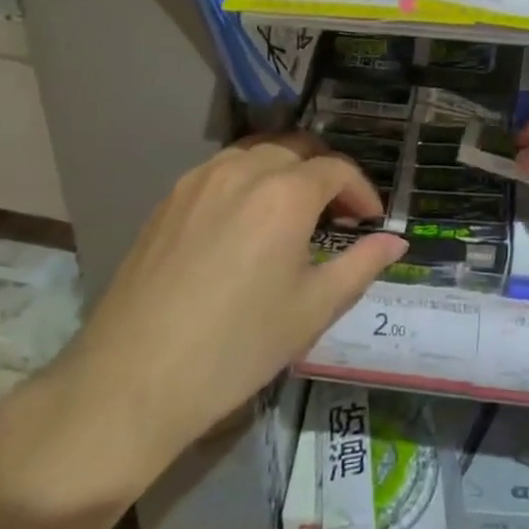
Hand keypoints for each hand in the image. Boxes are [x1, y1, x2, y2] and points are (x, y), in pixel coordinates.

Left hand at [0, 135, 404, 516]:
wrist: (132, 380)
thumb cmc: (236, 348)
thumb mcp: (312, 310)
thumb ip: (361, 265)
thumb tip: (396, 242)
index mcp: (285, 194)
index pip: (337, 169)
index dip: (362, 191)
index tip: (370, 221)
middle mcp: (243, 170)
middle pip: (298, 148)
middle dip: (326, 174)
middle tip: (336, 215)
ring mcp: (199, 180)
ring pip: (257, 152)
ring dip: (286, 170)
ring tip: (293, 213)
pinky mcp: (169, 198)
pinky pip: (221, 169)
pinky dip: (248, 179)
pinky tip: (246, 221)